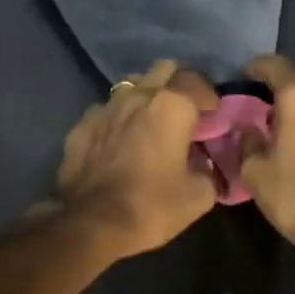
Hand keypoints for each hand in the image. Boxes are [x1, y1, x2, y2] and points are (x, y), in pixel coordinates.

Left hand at [54, 60, 218, 260]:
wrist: (91, 224)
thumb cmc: (151, 206)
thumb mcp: (199, 196)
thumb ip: (208, 170)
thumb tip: (203, 164)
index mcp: (172, 106)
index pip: (197, 81)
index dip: (209, 96)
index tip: (213, 115)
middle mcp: (138, 96)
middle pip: (163, 70)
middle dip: (178, 84)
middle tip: (185, 111)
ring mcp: (105, 107)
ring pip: (132, 85)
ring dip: (146, 96)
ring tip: (150, 121)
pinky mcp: (81, 124)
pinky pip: (106, 110)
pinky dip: (118, 118)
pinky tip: (119, 139)